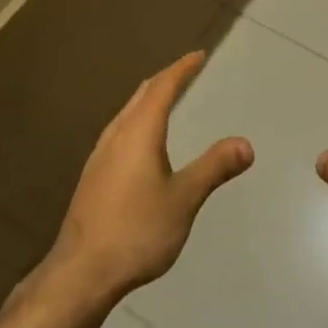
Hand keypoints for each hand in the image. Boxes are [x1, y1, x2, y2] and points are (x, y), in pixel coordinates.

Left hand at [48, 51, 253, 302]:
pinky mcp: (92, 175)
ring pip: (126, 113)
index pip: (162, 87)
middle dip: (164, 80)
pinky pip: (119, 131)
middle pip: (141, 95)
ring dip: (147, 100)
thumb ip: (214, 168)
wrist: (81, 271)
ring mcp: (100, 155)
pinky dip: (137, 120)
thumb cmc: (137, 230)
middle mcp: (116, 134)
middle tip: (185, 72)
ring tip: (164, 100)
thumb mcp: (184, 199)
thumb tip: (246, 144)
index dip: (181, 69)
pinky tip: (140, 143)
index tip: (198, 56)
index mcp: (140, 131)